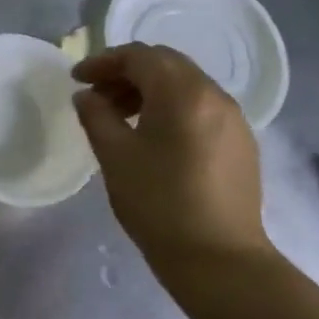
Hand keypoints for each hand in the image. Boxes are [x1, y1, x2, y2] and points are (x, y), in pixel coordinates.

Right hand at [72, 43, 271, 277]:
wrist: (220, 261)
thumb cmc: (159, 203)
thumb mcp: (115, 156)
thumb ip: (95, 116)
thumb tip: (87, 96)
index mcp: (183, 93)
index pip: (139, 57)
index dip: (103, 62)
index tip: (77, 79)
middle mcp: (214, 95)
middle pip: (166, 64)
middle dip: (127, 72)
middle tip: (97, 94)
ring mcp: (234, 119)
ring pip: (185, 85)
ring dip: (150, 90)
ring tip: (120, 116)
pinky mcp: (241, 143)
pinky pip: (201, 107)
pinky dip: (172, 107)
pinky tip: (153, 136)